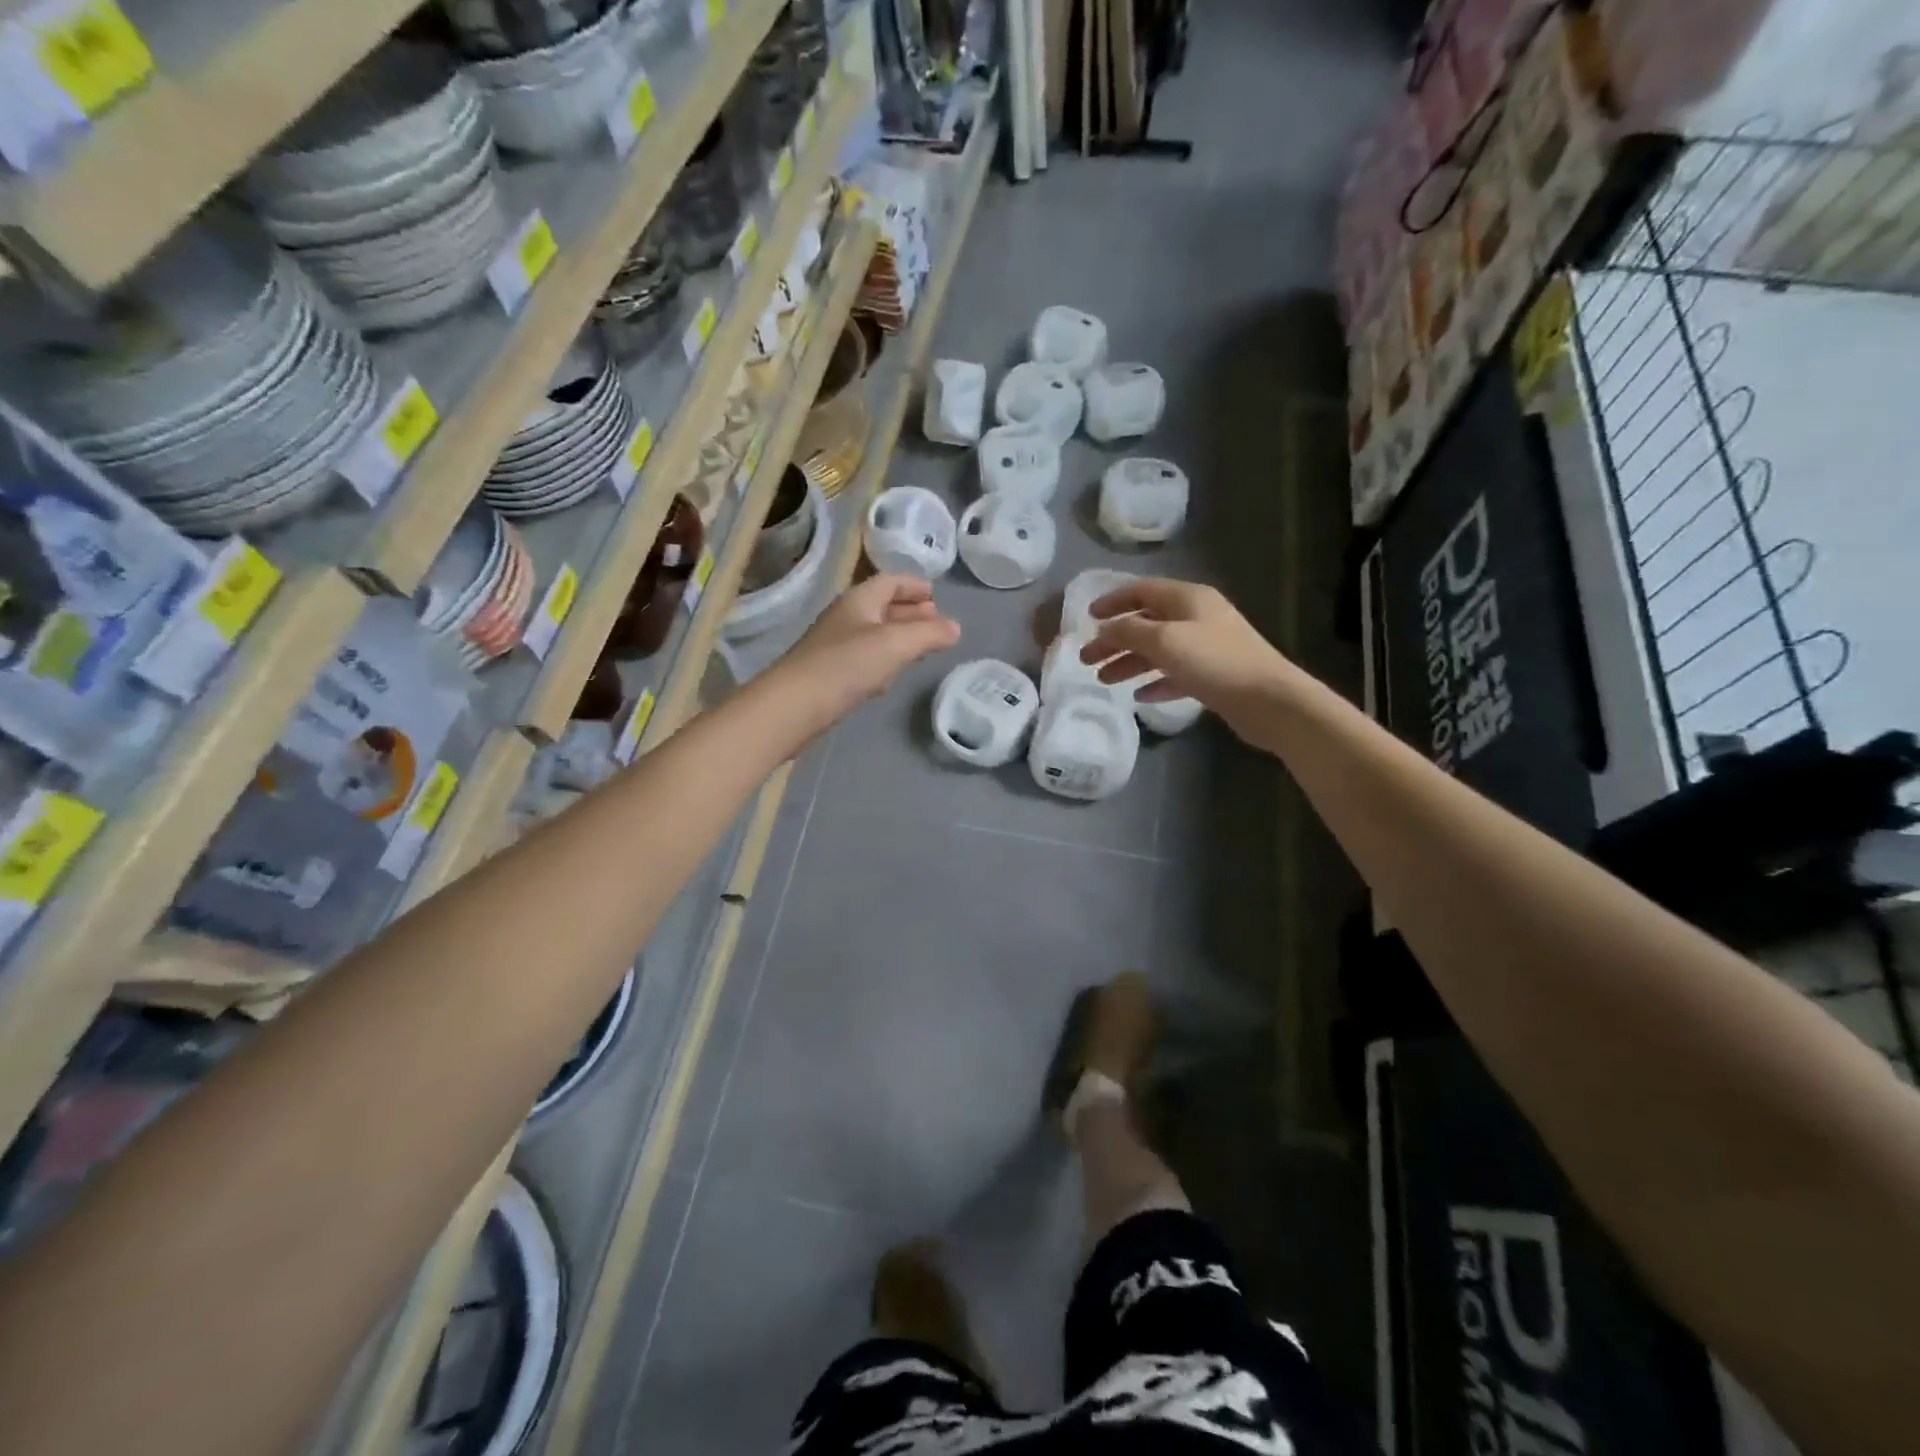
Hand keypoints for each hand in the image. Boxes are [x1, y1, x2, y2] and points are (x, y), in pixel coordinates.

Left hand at [776, 574, 960, 727]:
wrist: (794, 706)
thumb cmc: (846, 666)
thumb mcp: (895, 644)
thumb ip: (929, 634)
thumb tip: (955, 628)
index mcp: (859, 600)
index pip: (890, 582)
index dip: (914, 585)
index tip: (936, 595)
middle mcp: (846, 617)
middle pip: (882, 606)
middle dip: (910, 611)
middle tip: (935, 619)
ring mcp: (836, 646)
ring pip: (874, 633)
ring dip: (899, 635)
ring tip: (923, 644)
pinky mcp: (831, 674)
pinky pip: (865, 658)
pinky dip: (885, 658)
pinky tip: (893, 673)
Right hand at [1081, 579, 1297, 729]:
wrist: (1269, 700)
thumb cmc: (1214, 662)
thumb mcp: (1164, 641)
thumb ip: (1128, 632)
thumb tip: (1104, 629)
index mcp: (1188, 599)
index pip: (1142, 591)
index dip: (1113, 602)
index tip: (1087, 618)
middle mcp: (1198, 617)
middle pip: (1146, 623)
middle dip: (1115, 640)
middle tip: (1086, 659)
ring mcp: (1207, 647)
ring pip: (1159, 650)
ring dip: (1130, 663)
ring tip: (1104, 680)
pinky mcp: (1214, 675)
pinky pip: (1176, 674)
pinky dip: (1155, 681)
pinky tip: (1139, 696)